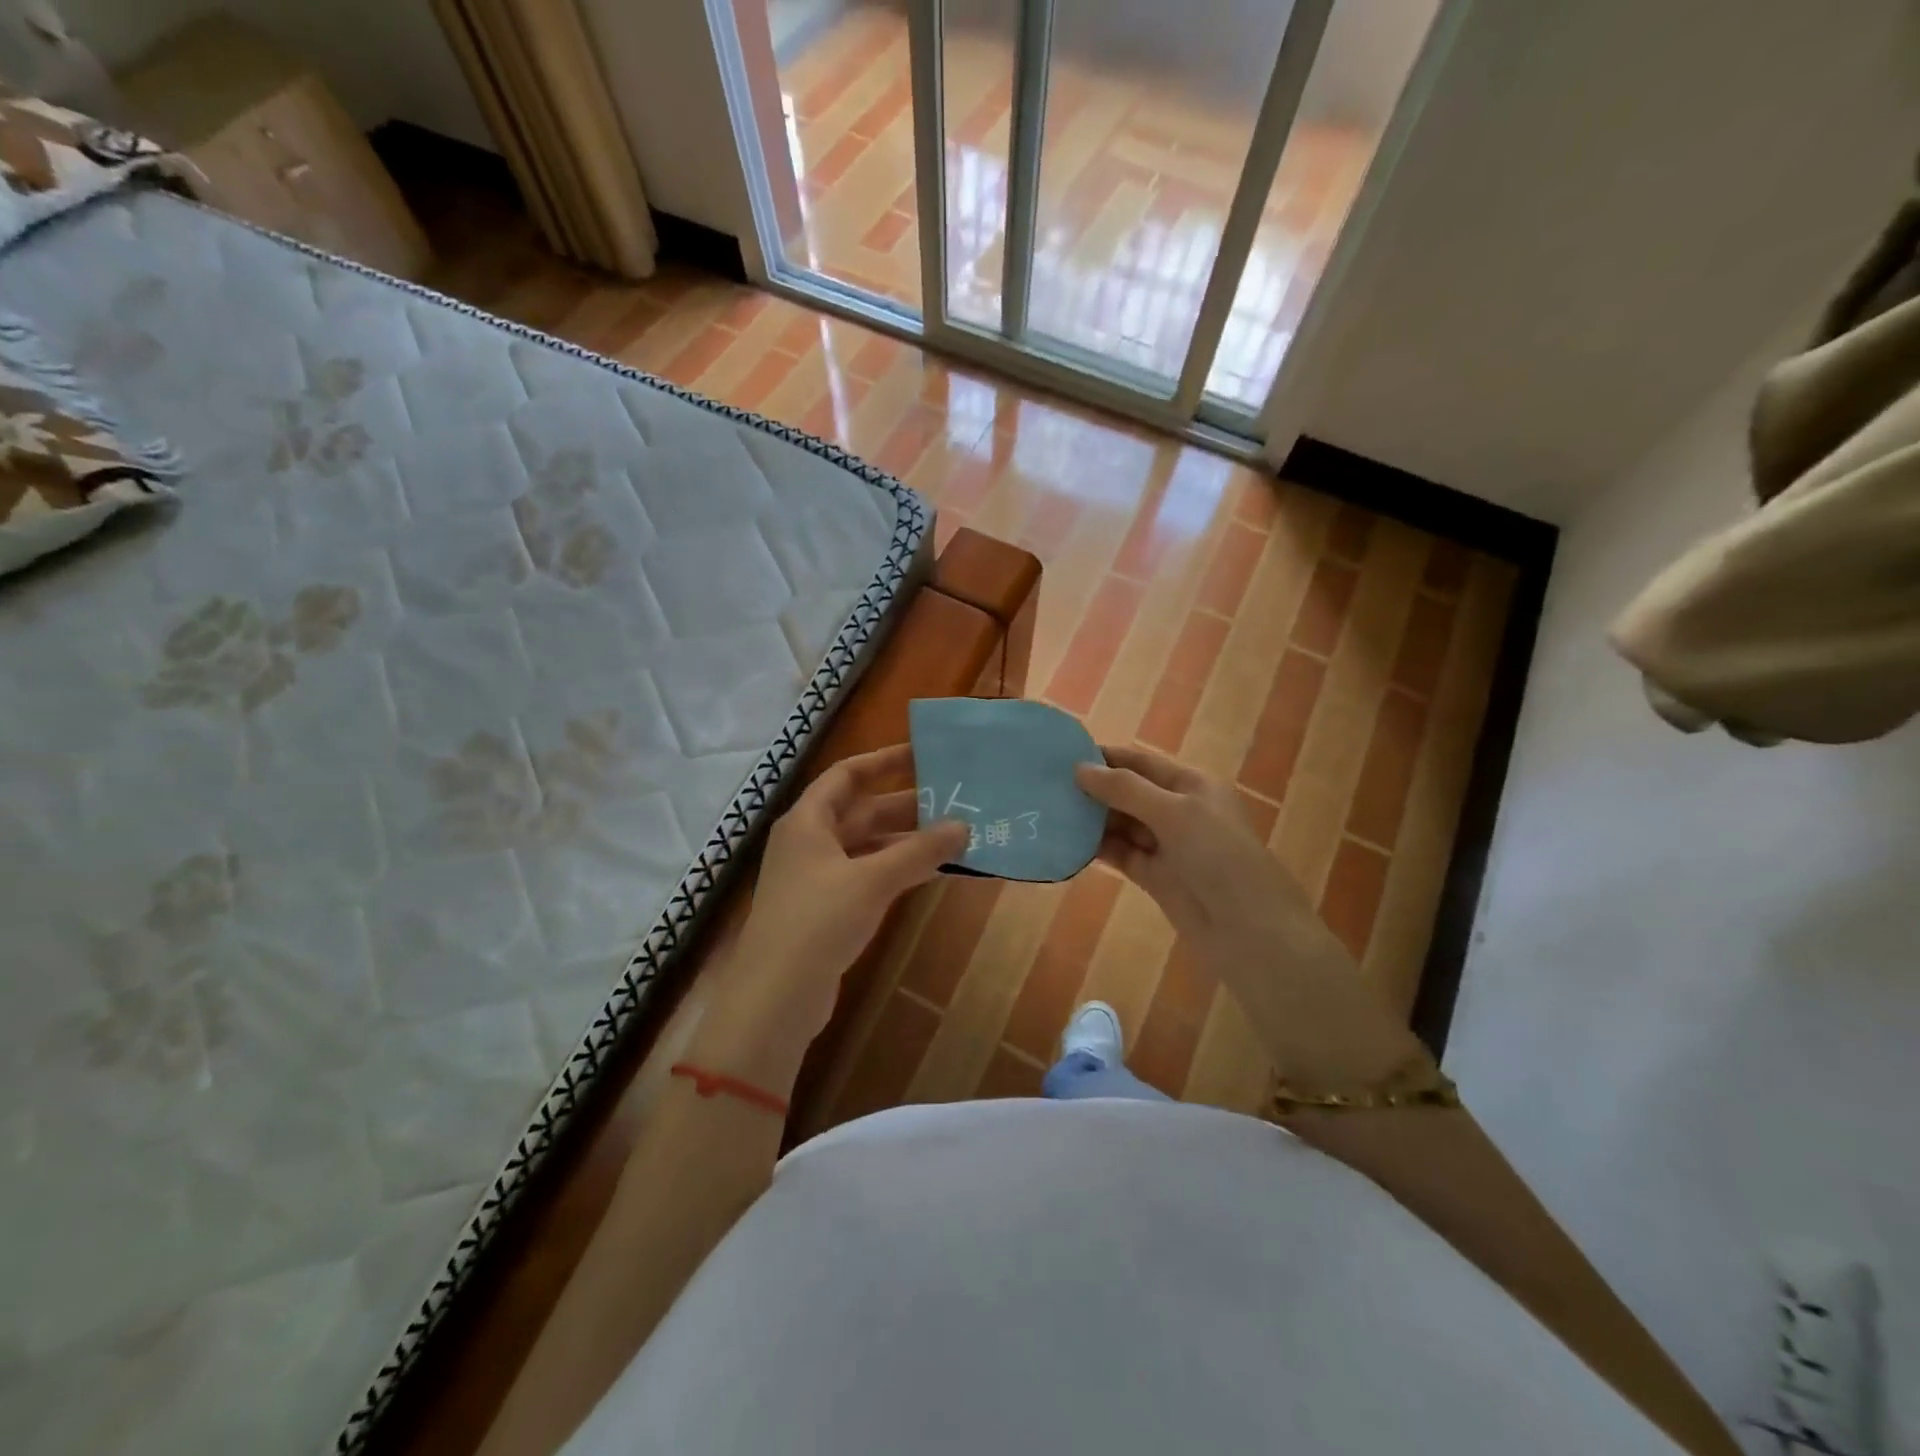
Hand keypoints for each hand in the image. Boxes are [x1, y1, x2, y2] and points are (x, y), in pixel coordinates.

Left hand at [697, 744, 965, 1077]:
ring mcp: (816, 877)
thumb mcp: (872, 880)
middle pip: (860, 811)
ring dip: (905, 841)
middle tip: (952, 800)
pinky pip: (867, 876)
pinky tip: (930, 874)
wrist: (775, 997)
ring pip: (867, 846)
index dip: (883, 761)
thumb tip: (963, 826)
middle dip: (905, 805)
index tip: (922, 754)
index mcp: (807, 821)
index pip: (846, 775)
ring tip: (952, 836)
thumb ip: (918, 851)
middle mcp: (809, 842)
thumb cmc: (818, 921)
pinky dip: (896, 871)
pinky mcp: (826, 910)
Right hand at [1075, 745, 1424, 1091]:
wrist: (1251, 932)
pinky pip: (1121, 854)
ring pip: (1122, 824)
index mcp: (1192, 786)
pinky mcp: (1155, 877)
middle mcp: (1179, 810)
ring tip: (1048, 810)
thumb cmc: (1220, 858)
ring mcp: (1167, 845)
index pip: (1141, 762)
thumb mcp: (1175, 812)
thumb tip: (1079, 769)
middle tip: (1045, 785)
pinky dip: (1097, 847)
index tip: (1062, 754)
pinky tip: (1066, 841)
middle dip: (1093, 788)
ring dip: (1091, 818)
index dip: (1106, 757)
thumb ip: (1125, 790)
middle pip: (1129, 792)